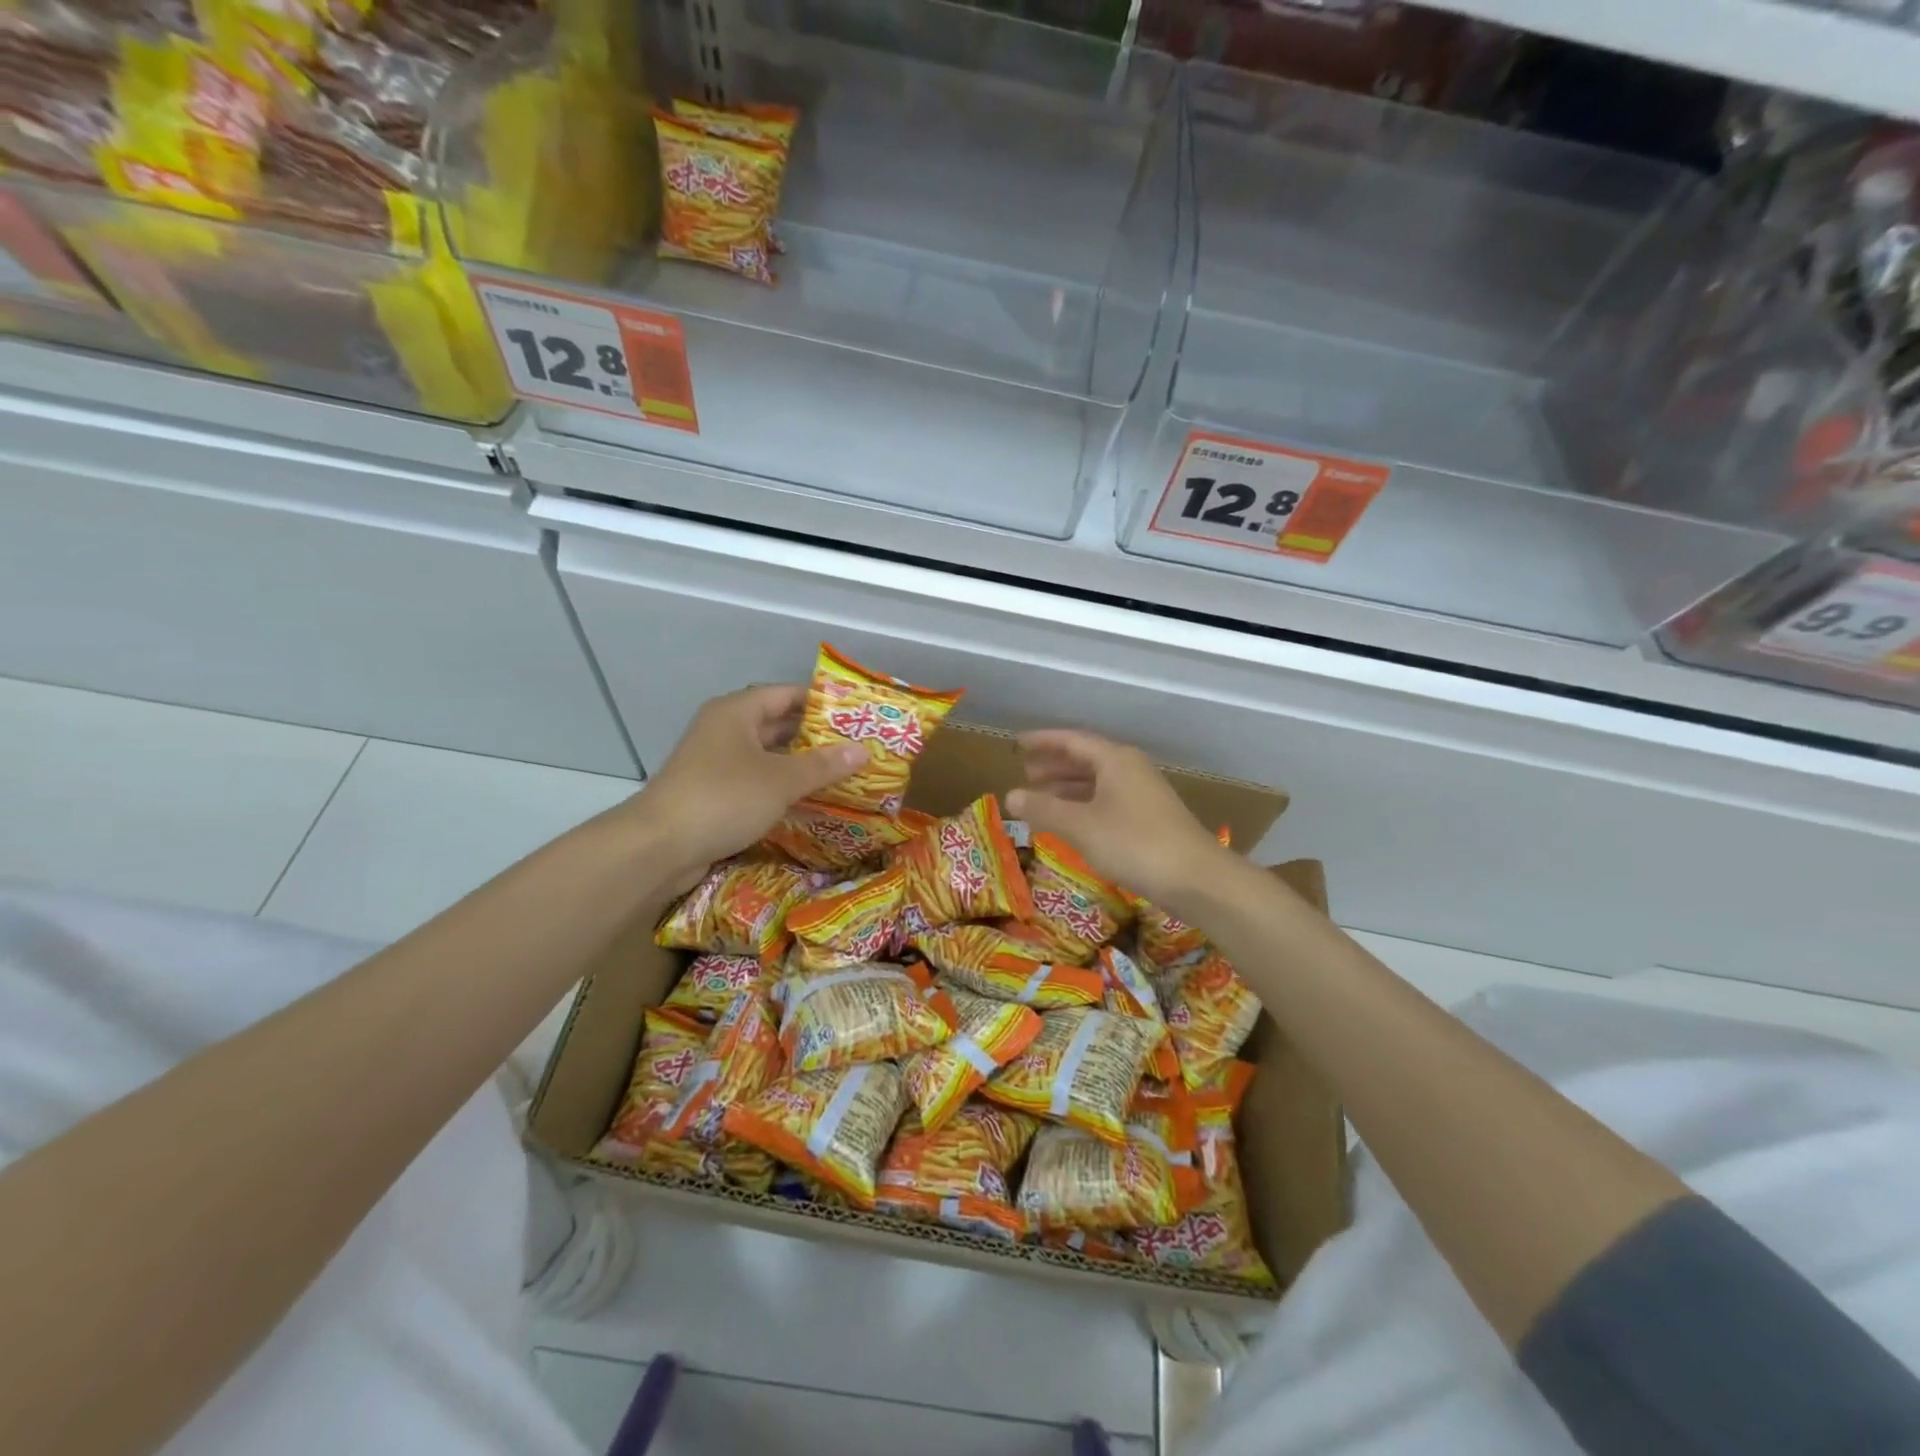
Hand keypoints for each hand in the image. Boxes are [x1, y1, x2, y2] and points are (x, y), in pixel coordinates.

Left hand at [631, 686, 865, 890]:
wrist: (660, 847)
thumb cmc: (724, 798)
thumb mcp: (781, 780)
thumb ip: (823, 765)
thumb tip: (863, 751)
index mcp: (736, 713)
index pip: (785, 694)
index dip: (820, 702)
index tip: (853, 715)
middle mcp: (724, 730)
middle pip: (776, 725)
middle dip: (814, 737)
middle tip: (854, 747)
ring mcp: (715, 763)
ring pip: (766, 756)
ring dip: (799, 765)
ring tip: (840, 773)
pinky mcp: (712, 793)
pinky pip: (755, 781)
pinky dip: (780, 788)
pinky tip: (808, 801)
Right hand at [1006, 729, 1234, 910]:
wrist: (1196, 879)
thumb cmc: (1134, 843)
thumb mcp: (1081, 826)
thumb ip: (1044, 809)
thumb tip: (1009, 796)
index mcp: (1115, 760)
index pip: (1072, 740)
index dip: (1043, 741)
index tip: (1018, 743)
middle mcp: (1130, 769)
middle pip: (1086, 759)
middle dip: (1054, 765)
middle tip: (1025, 773)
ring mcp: (1143, 794)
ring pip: (1097, 782)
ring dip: (1068, 788)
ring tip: (1041, 798)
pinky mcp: (1149, 819)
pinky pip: (1107, 801)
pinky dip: (1084, 806)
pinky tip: (1071, 823)